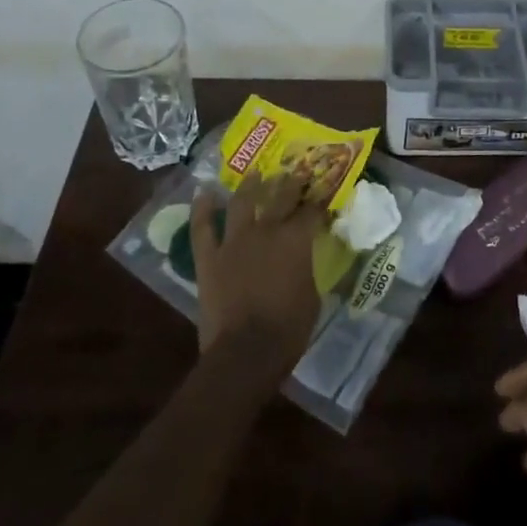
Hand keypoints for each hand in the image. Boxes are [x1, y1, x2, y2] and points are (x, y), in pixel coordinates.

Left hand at [191, 173, 325, 378]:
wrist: (245, 354)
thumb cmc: (288, 330)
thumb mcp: (313, 296)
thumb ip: (307, 269)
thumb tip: (305, 259)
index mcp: (296, 240)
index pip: (312, 211)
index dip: (320, 201)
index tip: (324, 194)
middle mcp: (266, 231)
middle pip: (280, 196)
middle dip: (291, 182)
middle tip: (297, 171)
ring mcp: (234, 241)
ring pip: (242, 202)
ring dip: (250, 185)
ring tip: (255, 173)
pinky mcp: (209, 257)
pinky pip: (202, 227)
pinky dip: (201, 208)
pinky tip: (203, 192)